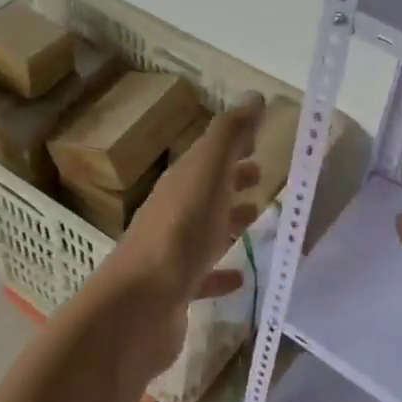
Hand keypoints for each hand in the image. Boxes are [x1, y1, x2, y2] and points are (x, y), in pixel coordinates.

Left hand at [109, 93, 264, 351]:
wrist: (140, 305)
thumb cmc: (179, 232)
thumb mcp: (207, 173)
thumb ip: (229, 135)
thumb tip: (253, 96)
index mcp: (180, 182)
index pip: (208, 156)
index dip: (232, 146)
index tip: (258, 141)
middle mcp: (172, 213)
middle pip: (205, 190)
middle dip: (231, 180)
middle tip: (261, 177)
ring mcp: (171, 254)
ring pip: (205, 230)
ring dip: (227, 220)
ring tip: (255, 217)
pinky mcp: (175, 292)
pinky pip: (202, 275)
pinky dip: (220, 272)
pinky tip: (239, 277)